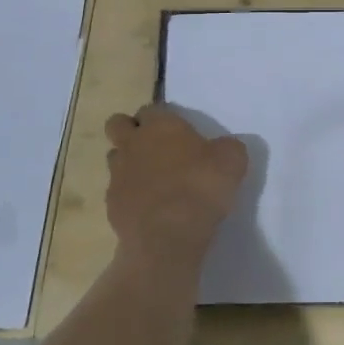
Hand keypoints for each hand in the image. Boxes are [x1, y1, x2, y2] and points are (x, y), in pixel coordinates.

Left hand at [103, 106, 247, 272]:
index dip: (162, 117)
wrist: (169, 236)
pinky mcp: (111, 204)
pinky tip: (149, 208)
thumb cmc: (201, 187)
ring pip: (114, 157)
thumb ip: (226, 147)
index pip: (152, 108)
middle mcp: (133, 143)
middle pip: (117, 124)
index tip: (178, 131)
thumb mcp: (233, 160)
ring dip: (128, 162)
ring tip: (152, 179)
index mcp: (160, 125)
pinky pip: (118, 191)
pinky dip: (130, 195)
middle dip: (130, 130)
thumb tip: (222, 148)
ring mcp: (117, 174)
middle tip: (154, 146)